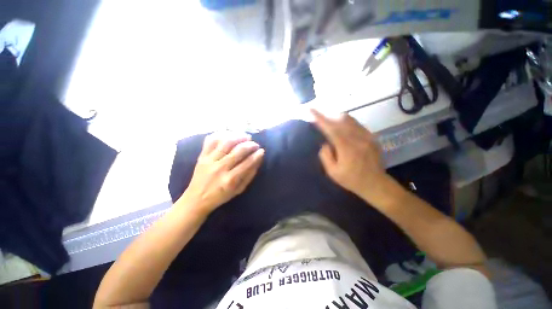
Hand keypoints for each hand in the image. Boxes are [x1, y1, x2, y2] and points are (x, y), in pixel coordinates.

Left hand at [178, 132, 264, 213]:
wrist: (196, 199)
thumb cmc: (221, 196)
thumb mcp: (239, 190)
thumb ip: (249, 175)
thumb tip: (258, 159)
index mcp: (230, 180)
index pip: (247, 163)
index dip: (257, 155)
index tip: (262, 151)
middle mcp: (220, 168)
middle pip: (238, 150)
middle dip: (250, 145)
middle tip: (255, 144)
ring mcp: (209, 160)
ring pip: (226, 142)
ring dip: (238, 137)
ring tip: (245, 137)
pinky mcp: (201, 156)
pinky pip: (211, 140)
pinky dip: (221, 135)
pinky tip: (230, 135)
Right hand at [311, 109, 388, 202]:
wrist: (376, 184)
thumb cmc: (351, 180)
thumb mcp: (332, 172)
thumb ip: (325, 155)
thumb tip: (325, 143)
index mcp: (347, 148)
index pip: (331, 128)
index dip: (320, 118)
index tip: (311, 110)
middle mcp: (358, 138)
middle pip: (341, 120)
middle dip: (328, 116)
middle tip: (319, 117)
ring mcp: (367, 136)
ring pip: (349, 120)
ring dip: (336, 118)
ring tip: (329, 122)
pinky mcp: (372, 137)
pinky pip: (356, 124)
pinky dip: (345, 123)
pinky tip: (341, 128)